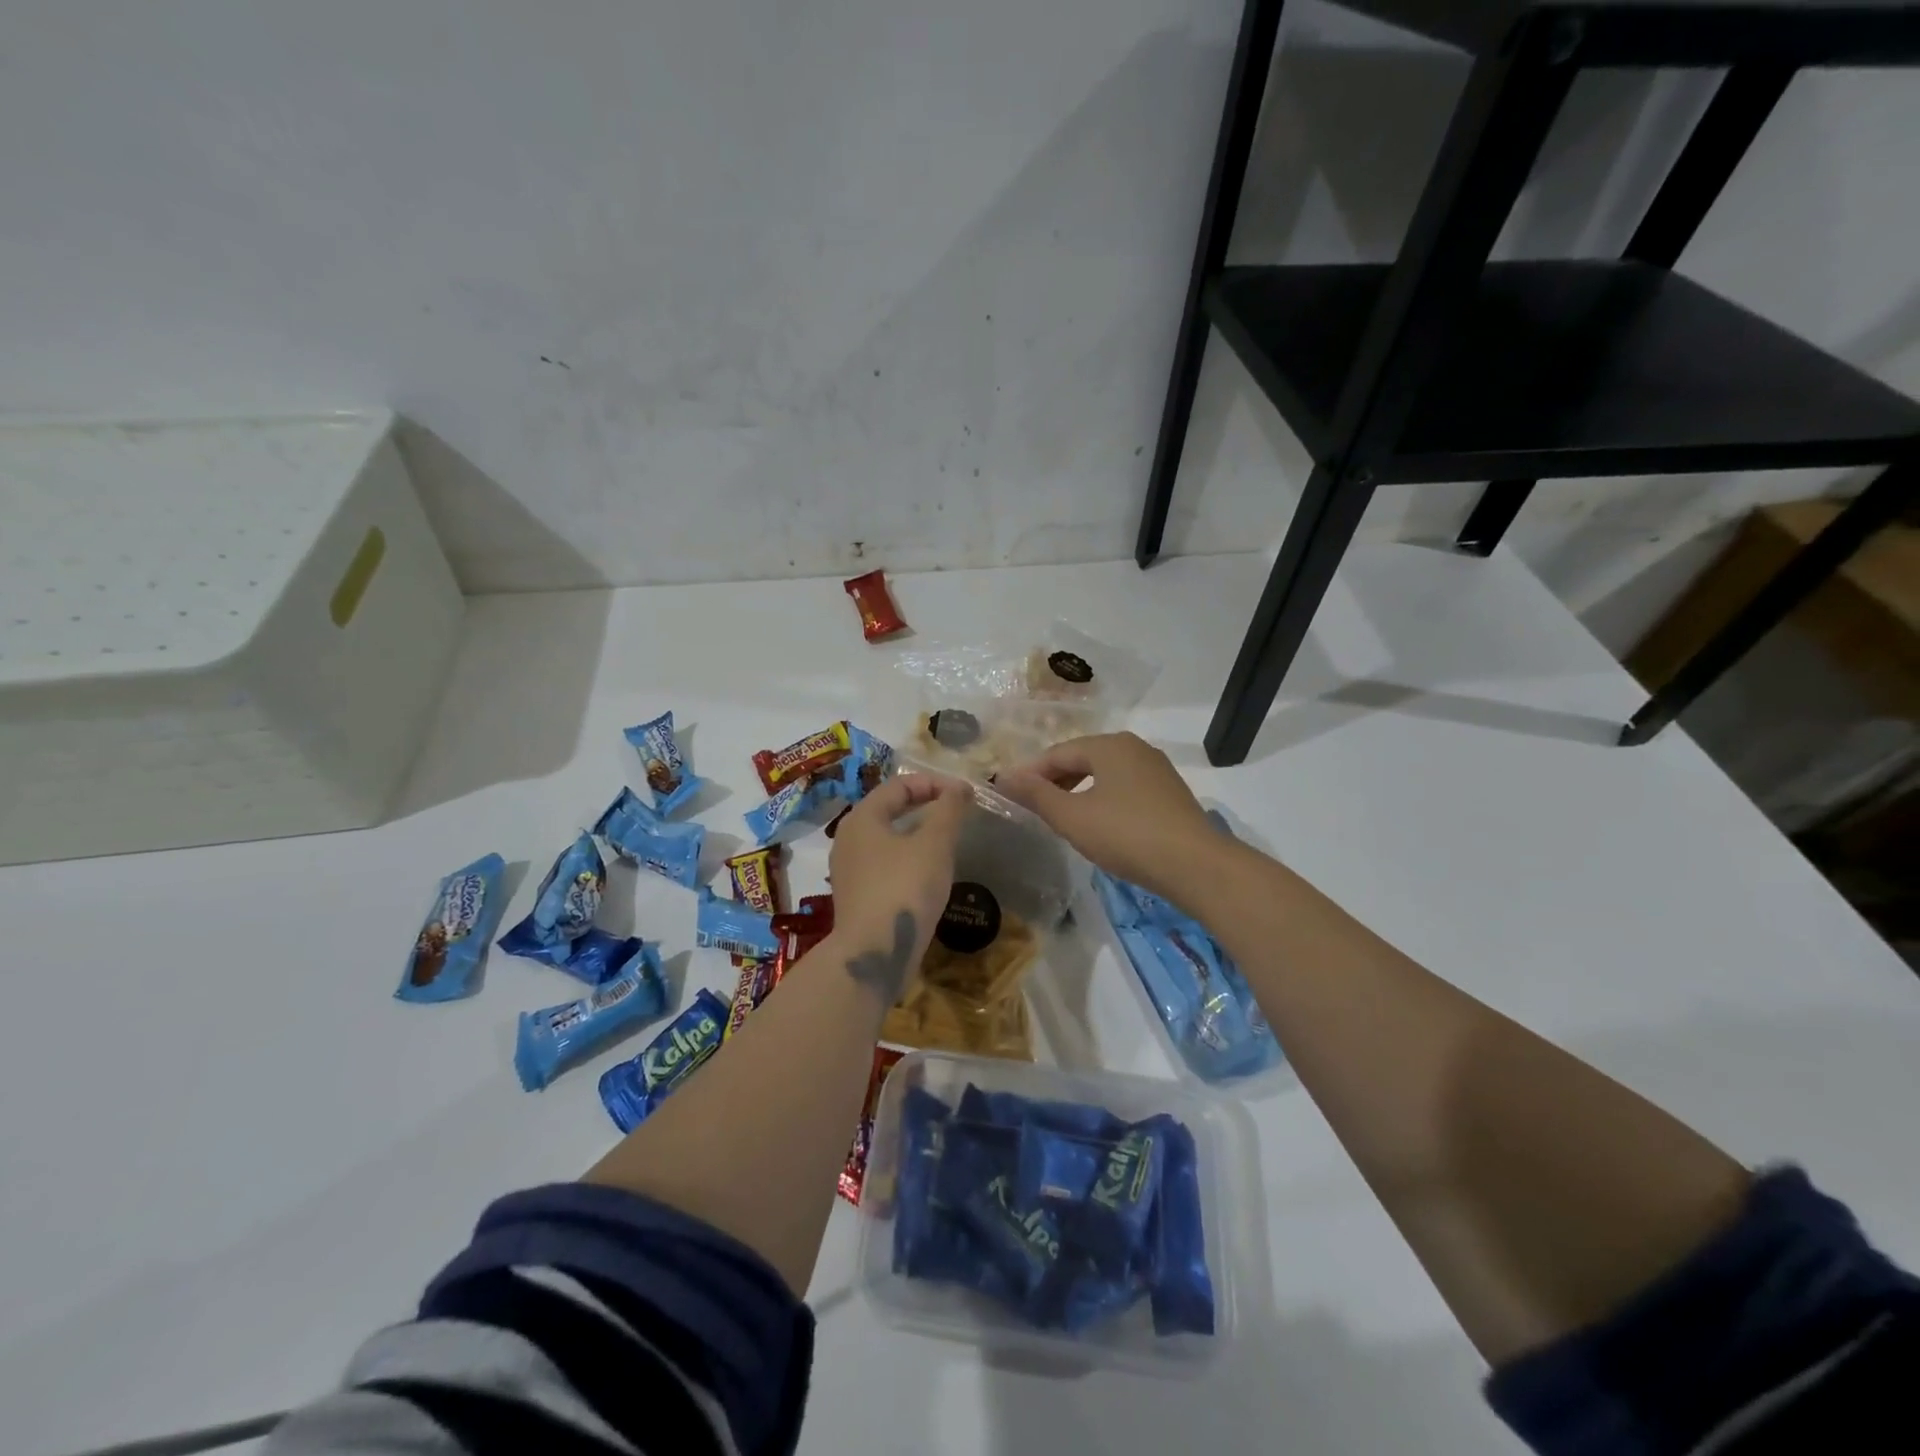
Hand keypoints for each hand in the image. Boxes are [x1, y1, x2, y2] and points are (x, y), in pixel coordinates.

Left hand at [827, 772, 972, 1003]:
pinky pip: (885, 865)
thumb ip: (949, 811)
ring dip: (917, 834)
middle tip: (957, 813)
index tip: (965, 795)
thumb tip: (960, 788)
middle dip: (925, 806)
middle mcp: (848, 839)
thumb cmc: (904, 888)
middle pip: (889, 809)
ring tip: (947, 842)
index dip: (934, 783)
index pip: (899, 785)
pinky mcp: (856, 897)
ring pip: (887, 839)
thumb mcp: (935, 844)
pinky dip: (908, 859)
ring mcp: (849, 870)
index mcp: (862, 817)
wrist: (874, 953)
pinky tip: (929, 874)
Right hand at [995, 733, 1221, 903]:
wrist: (1194, 865)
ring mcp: (1156, 769)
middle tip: (1033, 808)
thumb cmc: (1126, 835)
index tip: (1009, 795)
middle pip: (1082, 759)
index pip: (1057, 754)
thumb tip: (1004, 776)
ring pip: (1105, 774)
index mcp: (1109, 745)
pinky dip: (1103, 799)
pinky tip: (1099, 824)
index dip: (1030, 774)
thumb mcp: (1072, 817)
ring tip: (1062, 817)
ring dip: (1078, 791)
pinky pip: (1125, 788)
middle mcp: (1134, 747)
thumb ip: (1036, 795)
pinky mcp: (1170, 792)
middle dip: (1054, 781)